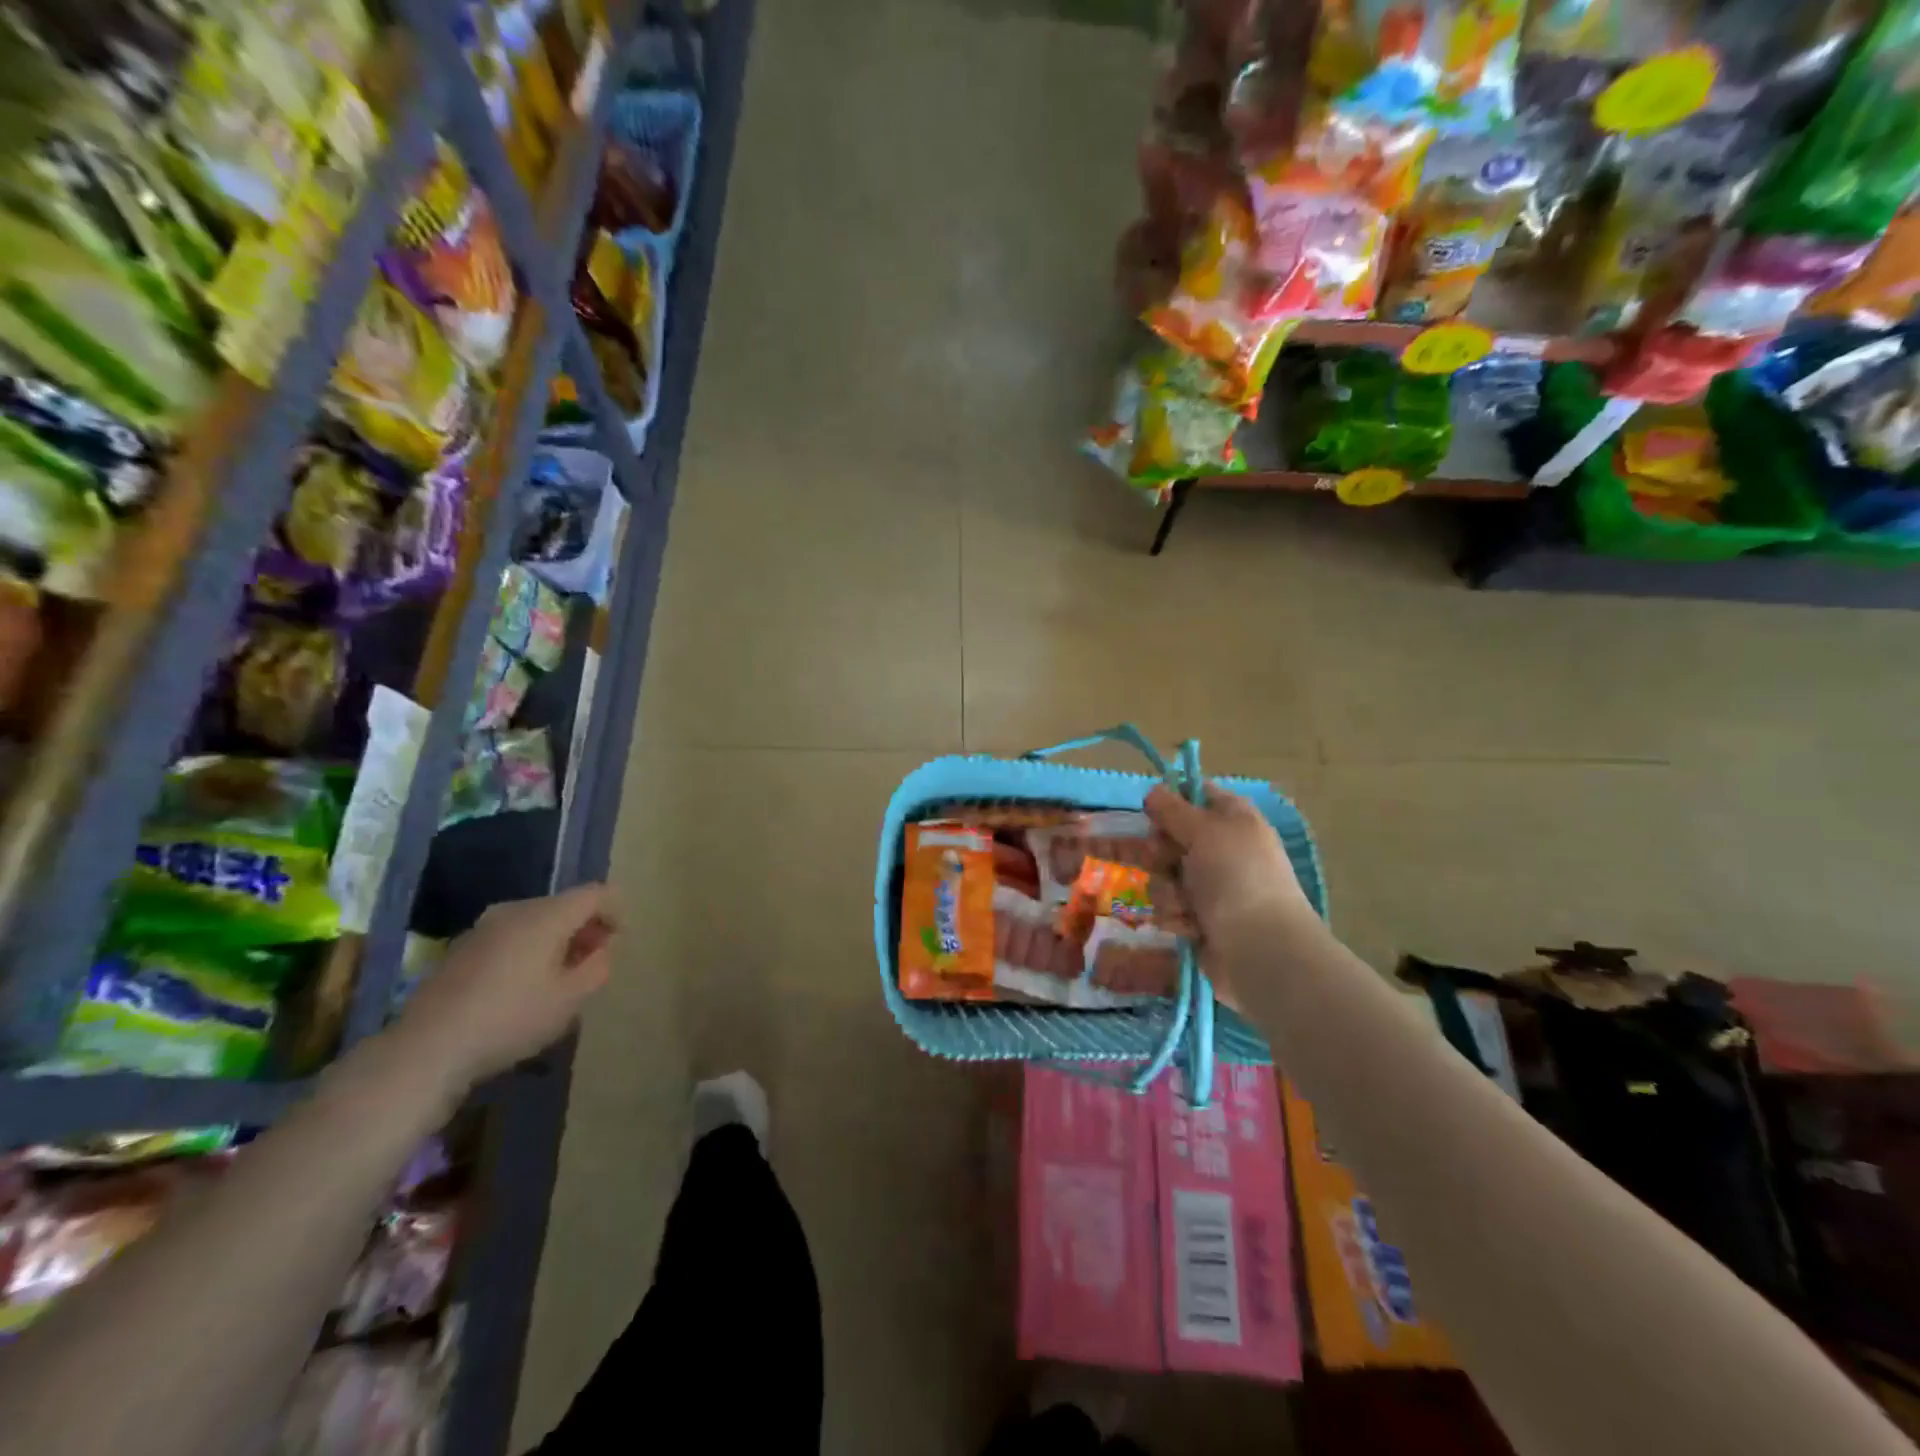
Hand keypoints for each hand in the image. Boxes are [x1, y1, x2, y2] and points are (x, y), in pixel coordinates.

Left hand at [389, 884, 615, 1092]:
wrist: (427, 1047)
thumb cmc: (511, 1018)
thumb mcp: (571, 999)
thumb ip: (598, 967)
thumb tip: (602, 949)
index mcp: (547, 915)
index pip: (595, 893)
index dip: (616, 911)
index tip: (619, 941)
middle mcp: (515, 909)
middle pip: (564, 905)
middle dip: (586, 928)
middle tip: (593, 963)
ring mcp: (483, 927)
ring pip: (535, 921)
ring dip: (556, 940)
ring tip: (559, 978)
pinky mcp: (461, 949)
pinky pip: (510, 937)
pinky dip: (528, 951)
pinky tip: (522, 988)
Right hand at [1145, 782, 1311, 940]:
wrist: (1261, 949)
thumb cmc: (1236, 878)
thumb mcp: (1204, 830)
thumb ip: (1174, 809)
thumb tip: (1153, 791)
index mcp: (1232, 818)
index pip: (1195, 795)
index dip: (1170, 801)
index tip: (1152, 812)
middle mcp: (1220, 849)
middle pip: (1169, 838)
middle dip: (1159, 853)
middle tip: (1164, 862)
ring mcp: (1210, 886)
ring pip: (1162, 875)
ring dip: (1167, 890)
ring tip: (1186, 905)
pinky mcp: (1199, 919)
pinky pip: (1168, 908)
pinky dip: (1176, 917)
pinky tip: (1191, 927)